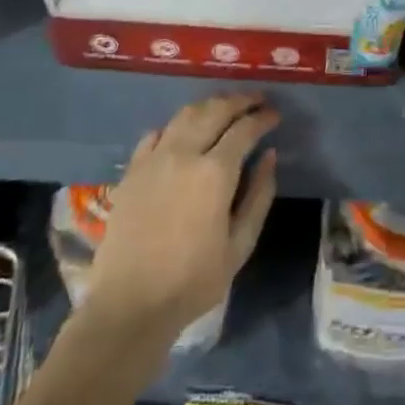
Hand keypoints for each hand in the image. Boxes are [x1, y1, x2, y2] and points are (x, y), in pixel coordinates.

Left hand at [84, 94, 278, 338]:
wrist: (129, 304)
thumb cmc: (192, 280)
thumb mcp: (240, 245)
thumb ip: (259, 196)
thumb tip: (269, 156)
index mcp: (215, 172)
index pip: (244, 129)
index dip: (263, 118)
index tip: (275, 114)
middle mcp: (184, 153)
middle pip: (215, 110)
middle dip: (240, 101)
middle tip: (256, 100)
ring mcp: (154, 158)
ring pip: (185, 115)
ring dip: (209, 105)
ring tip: (225, 107)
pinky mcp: (132, 170)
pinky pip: (156, 134)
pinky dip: (176, 125)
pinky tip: (184, 132)